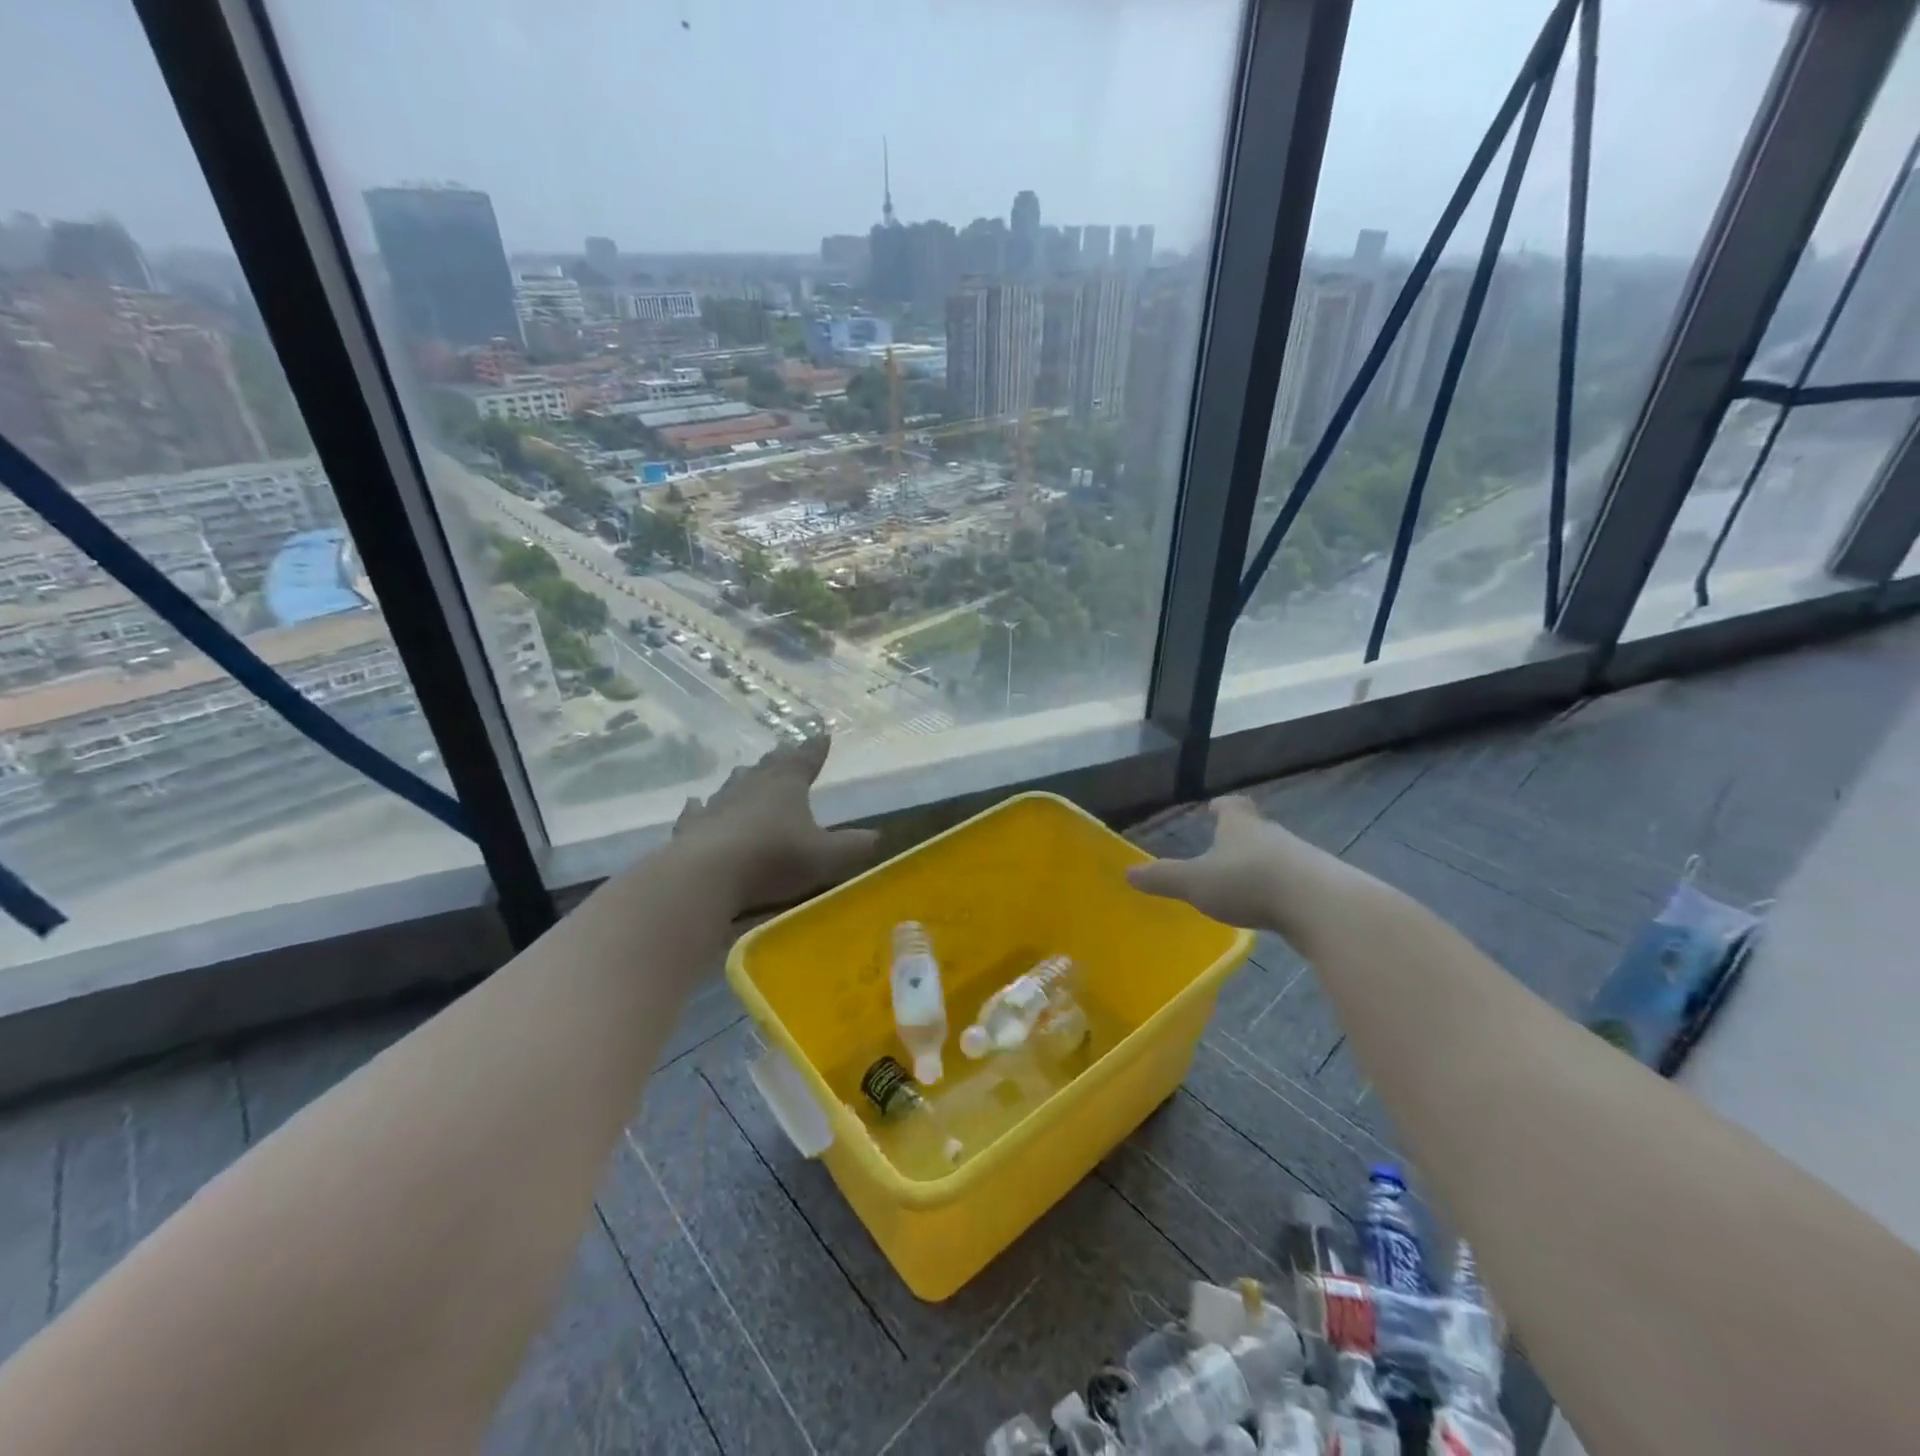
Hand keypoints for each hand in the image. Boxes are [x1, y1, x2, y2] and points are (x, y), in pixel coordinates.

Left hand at [669, 735, 878, 913]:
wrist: (707, 874)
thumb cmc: (774, 859)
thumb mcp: (825, 857)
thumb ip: (852, 846)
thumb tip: (877, 836)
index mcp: (787, 785)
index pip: (806, 759)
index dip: (816, 749)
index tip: (822, 735)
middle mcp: (752, 785)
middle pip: (769, 766)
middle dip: (781, 759)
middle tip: (786, 751)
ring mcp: (718, 803)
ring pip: (734, 783)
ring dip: (743, 779)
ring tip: (747, 772)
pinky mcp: (692, 826)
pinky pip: (698, 811)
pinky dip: (700, 807)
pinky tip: (695, 803)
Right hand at [1126, 795, 1347, 939]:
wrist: (1321, 906)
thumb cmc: (1249, 882)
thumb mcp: (1196, 883)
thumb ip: (1163, 878)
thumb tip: (1128, 872)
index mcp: (1241, 826)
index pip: (1231, 806)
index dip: (1221, 807)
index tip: (1214, 808)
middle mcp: (1272, 835)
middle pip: (1255, 829)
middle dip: (1240, 837)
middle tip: (1224, 848)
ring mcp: (1301, 860)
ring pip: (1277, 855)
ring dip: (1262, 865)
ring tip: (1246, 882)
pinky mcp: (1322, 887)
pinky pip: (1295, 883)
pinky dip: (1282, 890)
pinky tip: (1274, 908)